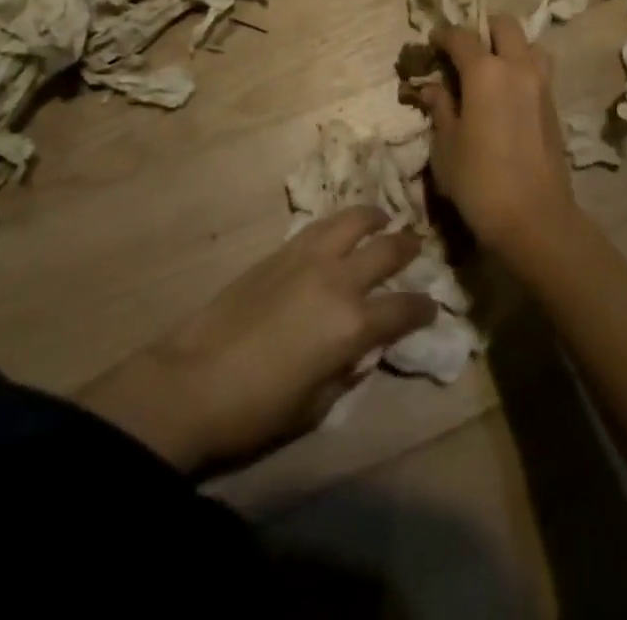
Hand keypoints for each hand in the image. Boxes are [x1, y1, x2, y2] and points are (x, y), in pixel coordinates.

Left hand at [76, 207, 435, 473]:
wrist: (193, 380)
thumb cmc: (258, 409)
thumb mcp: (317, 405)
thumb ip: (347, 370)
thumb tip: (361, 349)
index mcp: (353, 324)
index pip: (404, 308)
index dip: (423, 308)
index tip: (432, 306)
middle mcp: (338, 280)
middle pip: (386, 250)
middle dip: (408, 247)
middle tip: (418, 245)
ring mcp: (307, 258)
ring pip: (352, 220)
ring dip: (373, 217)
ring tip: (382, 217)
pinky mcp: (280, 250)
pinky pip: (319, 226)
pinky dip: (339, 222)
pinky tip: (340, 229)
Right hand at [412, 14, 582, 268]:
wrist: (535, 219)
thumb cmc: (479, 181)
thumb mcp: (446, 145)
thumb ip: (440, 108)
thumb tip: (433, 87)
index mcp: (485, 72)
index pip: (462, 36)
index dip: (443, 35)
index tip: (432, 43)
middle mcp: (517, 67)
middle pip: (504, 25)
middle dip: (483, 29)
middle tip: (465, 50)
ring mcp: (542, 84)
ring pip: (529, 44)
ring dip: (510, 46)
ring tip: (491, 69)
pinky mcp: (555, 105)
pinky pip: (539, 70)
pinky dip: (522, 68)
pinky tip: (507, 94)